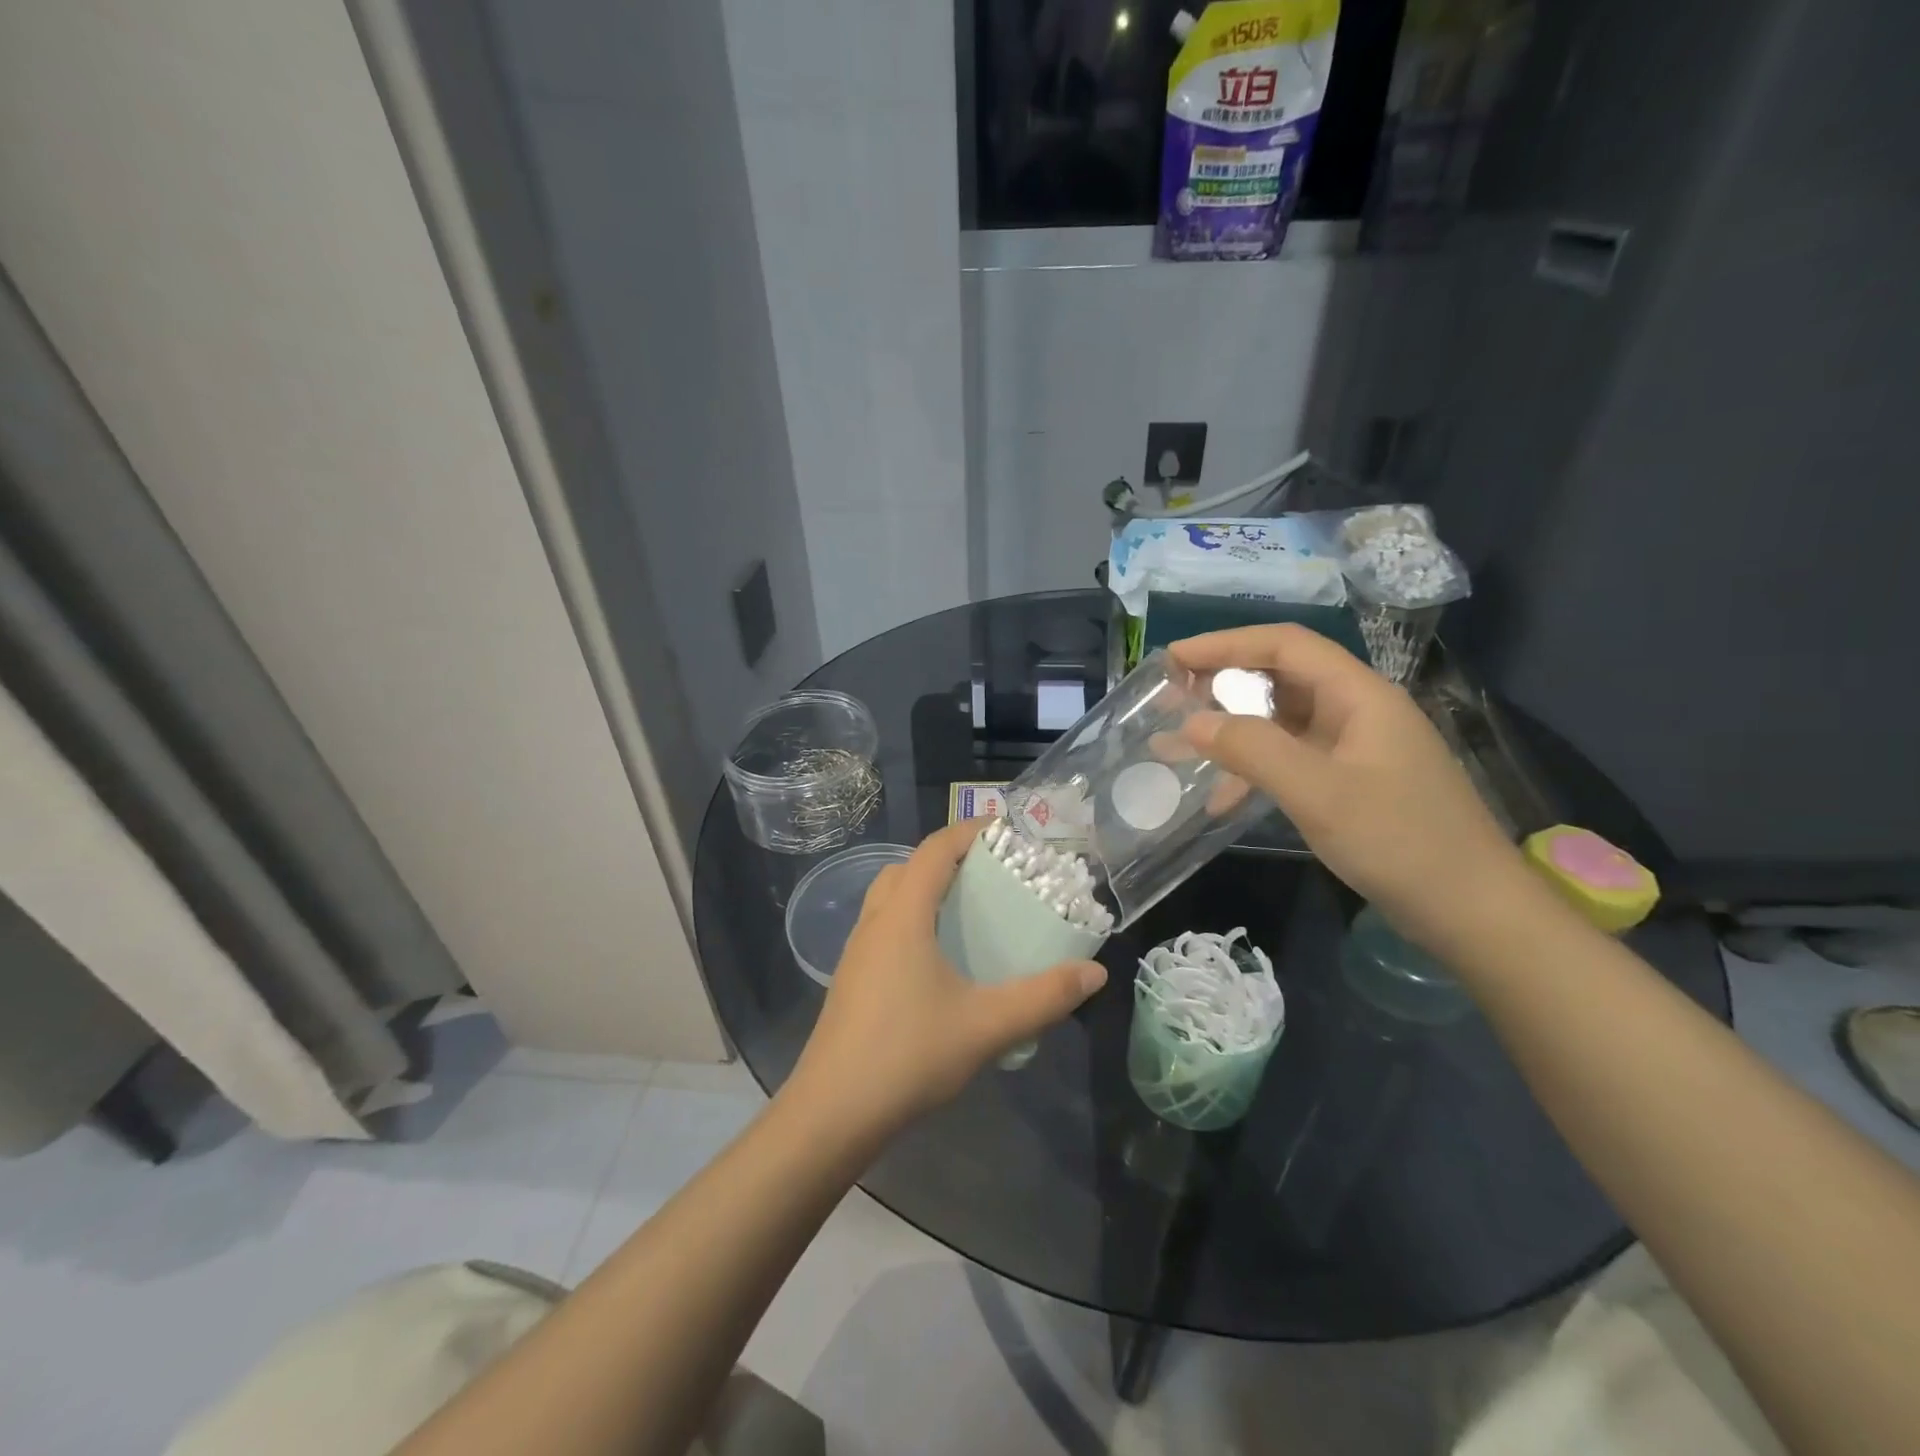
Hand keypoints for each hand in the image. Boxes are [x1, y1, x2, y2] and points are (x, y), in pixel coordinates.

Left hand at [785, 820, 1106, 1137]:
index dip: (969, 830)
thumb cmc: (908, 1056)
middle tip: (990, 873)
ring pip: (890, 898)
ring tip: (968, 912)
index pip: (934, 850)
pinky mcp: (851, 980)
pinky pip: (883, 928)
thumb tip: (1095, 973)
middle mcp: (874, 922)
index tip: (1006, 830)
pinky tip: (939, 960)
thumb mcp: (986, 1025)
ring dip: (925, 890)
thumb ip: (1044, 997)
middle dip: (947, 859)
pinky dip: (912, 921)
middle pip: (908, 868)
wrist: (832, 1113)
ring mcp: (856, 952)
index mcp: (903, 916)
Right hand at [1171, 625, 1533, 953]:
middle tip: (1170, 699)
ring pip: (1280, 722)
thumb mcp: (1318, 793)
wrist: (1472, 911)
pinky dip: (1252, 769)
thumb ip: (1252, 750)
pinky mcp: (1349, 782)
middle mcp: (1356, 710)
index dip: (1225, 643)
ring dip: (1231, 729)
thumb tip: (1192, 721)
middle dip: (1222, 683)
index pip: (1285, 645)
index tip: (1173, 659)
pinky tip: (1220, 797)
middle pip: (1280, 677)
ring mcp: (1354, 748)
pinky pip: (1290, 760)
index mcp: (1359, 695)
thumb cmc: (1400, 841)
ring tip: (1178, 745)